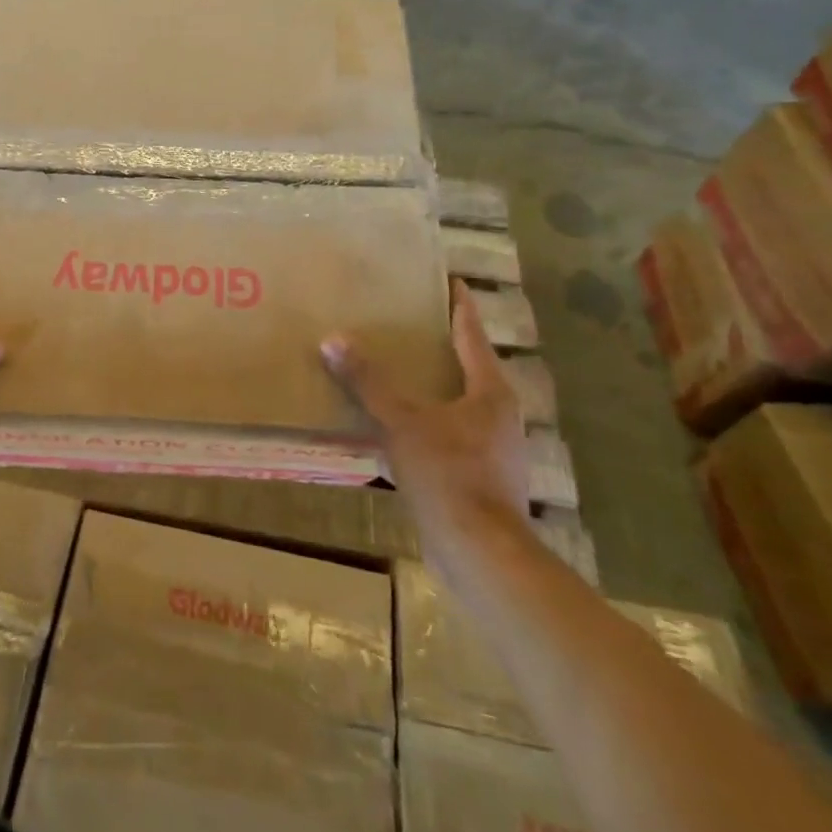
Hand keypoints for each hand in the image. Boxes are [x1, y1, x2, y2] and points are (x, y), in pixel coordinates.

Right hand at [321, 278, 526, 539]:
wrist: (479, 551)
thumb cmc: (449, 474)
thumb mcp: (402, 422)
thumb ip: (369, 382)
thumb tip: (333, 340)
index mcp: (490, 392)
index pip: (472, 334)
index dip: (459, 306)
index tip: (448, 280)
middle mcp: (498, 414)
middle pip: (468, 367)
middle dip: (440, 344)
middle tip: (406, 321)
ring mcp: (491, 447)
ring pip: (457, 403)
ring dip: (431, 385)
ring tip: (395, 370)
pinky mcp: (478, 476)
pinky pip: (447, 434)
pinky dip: (424, 420)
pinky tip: (395, 425)